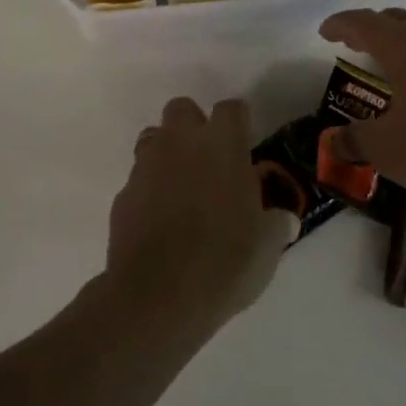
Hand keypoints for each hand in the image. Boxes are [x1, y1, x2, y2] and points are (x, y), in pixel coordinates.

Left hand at [104, 97, 298, 341]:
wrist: (157, 296)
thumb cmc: (224, 262)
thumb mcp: (268, 247)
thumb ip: (276, 223)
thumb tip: (282, 218)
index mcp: (222, 145)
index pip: (232, 108)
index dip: (239, 123)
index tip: (246, 146)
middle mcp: (181, 143)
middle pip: (183, 109)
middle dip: (194, 126)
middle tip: (209, 161)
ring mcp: (146, 166)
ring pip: (154, 137)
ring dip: (167, 153)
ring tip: (182, 188)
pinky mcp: (123, 195)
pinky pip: (138, 179)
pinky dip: (149, 190)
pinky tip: (160, 221)